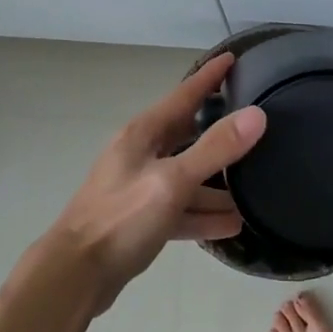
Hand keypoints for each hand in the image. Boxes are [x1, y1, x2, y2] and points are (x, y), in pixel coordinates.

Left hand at [46, 52, 266, 311]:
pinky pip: (181, 208)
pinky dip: (204, 214)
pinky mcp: (142, 219)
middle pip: (187, 132)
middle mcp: (142, 153)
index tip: (233, 57)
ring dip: (217, 181)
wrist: (76, 275)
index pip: (184, 94)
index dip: (209, 76)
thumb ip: (215, 148)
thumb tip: (256, 115)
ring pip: (187, 175)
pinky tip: (233, 223)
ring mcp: (141, 187)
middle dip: (218, 126)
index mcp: (143, 133)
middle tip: (253, 119)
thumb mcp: (173, 181)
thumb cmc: (121, 218)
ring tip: (255, 184)